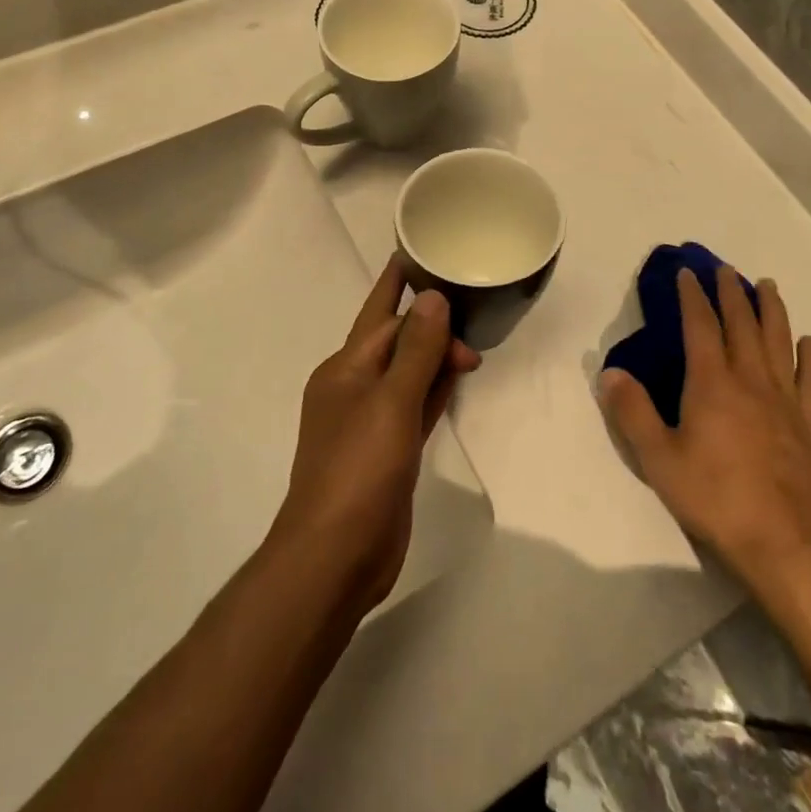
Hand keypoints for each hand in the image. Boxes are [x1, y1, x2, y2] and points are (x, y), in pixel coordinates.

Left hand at [269, 257, 481, 618]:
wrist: (335, 556)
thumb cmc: (359, 470)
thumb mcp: (391, 403)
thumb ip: (416, 351)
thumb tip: (433, 298)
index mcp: (345, 368)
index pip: (381, 314)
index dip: (403, 285)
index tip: (424, 254)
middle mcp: (353, 388)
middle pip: (395, 341)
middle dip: (430, 325)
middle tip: (475, 322)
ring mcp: (370, 421)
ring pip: (407, 373)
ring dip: (434, 356)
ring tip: (470, 340)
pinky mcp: (387, 451)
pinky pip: (414, 405)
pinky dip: (433, 390)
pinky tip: (455, 380)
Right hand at [599, 267, 810, 588]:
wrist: (780, 541)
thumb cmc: (713, 497)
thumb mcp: (658, 458)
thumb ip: (632, 412)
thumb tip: (609, 372)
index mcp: (712, 383)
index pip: (701, 326)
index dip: (693, 296)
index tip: (687, 273)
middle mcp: (750, 380)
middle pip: (742, 324)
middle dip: (732, 292)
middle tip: (726, 269)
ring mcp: (783, 401)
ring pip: (778, 342)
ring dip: (772, 310)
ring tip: (768, 285)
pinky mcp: (807, 424)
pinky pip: (810, 381)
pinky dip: (809, 358)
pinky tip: (809, 343)